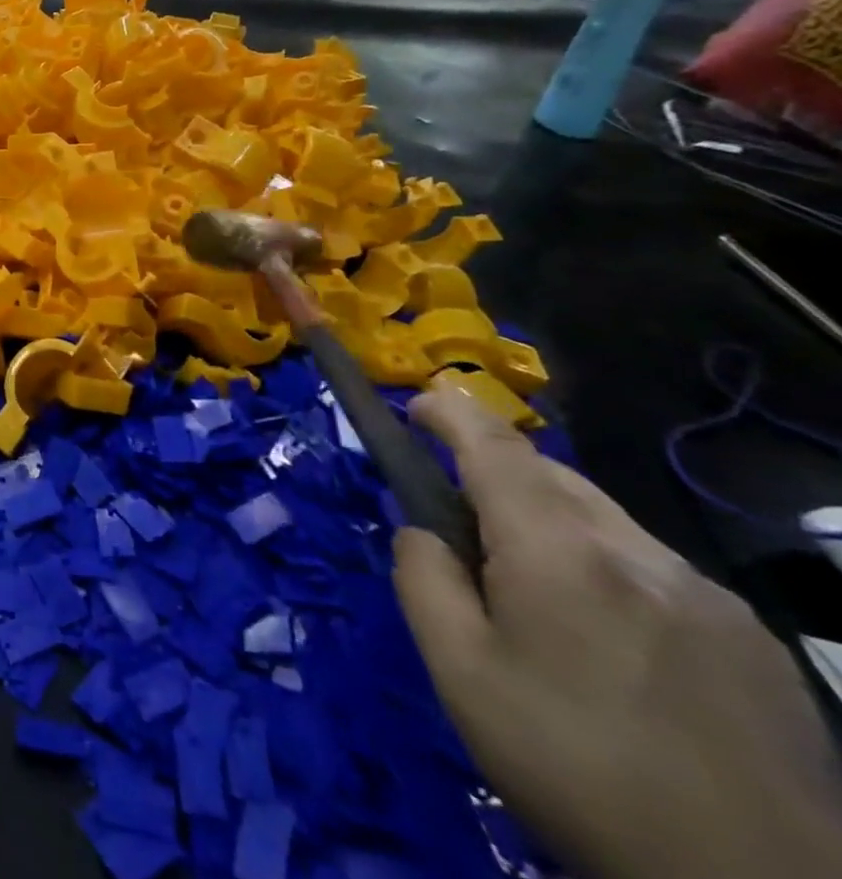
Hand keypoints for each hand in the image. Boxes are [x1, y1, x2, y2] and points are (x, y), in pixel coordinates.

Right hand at [394, 390, 841, 878]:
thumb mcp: (458, 672)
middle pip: (551, 475)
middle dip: (495, 472)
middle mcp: (637, 552)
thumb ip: (423, 577)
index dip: (451, 411)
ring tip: (534, 589)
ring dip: (552, 522)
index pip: (495, 446)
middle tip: (461, 521)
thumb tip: (425, 532)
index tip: (419, 405)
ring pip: (605, 519)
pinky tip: (610, 640)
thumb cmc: (575, 767)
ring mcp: (707, 595)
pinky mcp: (753, 640)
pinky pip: (655, 569)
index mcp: (559, 551)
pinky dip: (607, 567)